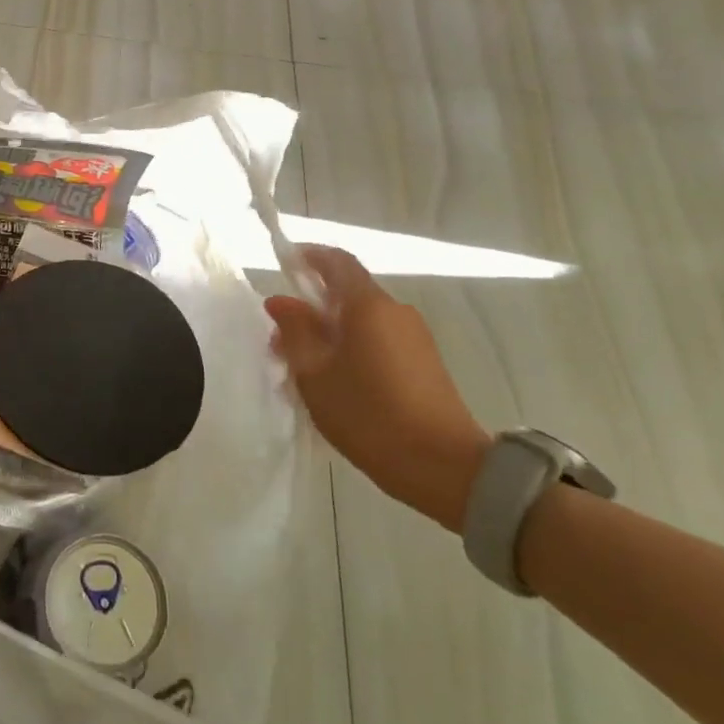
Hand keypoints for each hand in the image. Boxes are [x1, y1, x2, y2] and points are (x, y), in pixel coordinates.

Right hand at [266, 246, 490, 531]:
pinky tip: (335, 383)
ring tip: (302, 369)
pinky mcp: (424, 363)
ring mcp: (414, 337)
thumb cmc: (368, 413)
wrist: (443, 467)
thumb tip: (281, 301)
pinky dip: (350, 349)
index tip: (283, 264)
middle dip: (311, 307)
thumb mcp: (314, 373)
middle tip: (280, 338)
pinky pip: (378, 341)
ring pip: (361, 321)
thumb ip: (295, 330)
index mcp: (368, 305)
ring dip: (329, 332)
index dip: (308, 256)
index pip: (337, 261)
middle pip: (347, 293)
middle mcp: (395, 311)